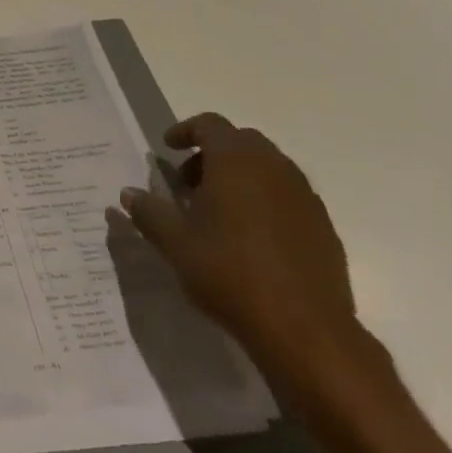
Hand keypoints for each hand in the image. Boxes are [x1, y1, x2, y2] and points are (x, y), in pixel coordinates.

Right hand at [106, 113, 358, 373]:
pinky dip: (262, 200)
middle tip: (187, 184)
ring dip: (238, 177)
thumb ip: (149, 212)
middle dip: (210, 154)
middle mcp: (275, 168)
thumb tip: (129, 194)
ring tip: (214, 212)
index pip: (210, 125)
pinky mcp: (322, 225)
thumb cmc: (229, 273)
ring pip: (266, 167)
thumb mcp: (175, 243)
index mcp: (236, 162)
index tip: (167, 149)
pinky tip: (247, 237)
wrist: (303, 328)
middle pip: (240, 142)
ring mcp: (304, 196)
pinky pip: (286, 195)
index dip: (185, 131)